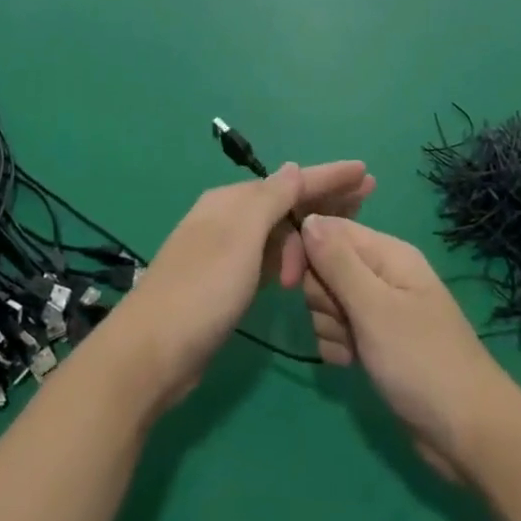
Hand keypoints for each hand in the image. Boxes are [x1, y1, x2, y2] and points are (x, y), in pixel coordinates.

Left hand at [102, 161, 373, 414]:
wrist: (153, 352)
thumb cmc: (203, 289)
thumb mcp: (240, 237)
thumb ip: (270, 200)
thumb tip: (294, 167)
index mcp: (230, 201)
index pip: (289, 181)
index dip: (328, 176)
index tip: (365, 171)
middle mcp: (228, 219)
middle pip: (285, 201)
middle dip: (325, 198)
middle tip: (368, 196)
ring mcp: (226, 252)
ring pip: (279, 230)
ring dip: (311, 228)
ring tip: (349, 229)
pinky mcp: (227, 284)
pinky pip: (270, 257)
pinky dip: (292, 255)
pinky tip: (310, 260)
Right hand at [298, 216, 520, 480]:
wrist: (469, 434)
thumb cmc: (421, 361)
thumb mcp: (374, 307)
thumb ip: (338, 262)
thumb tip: (308, 218)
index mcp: (387, 253)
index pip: (329, 229)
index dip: (304, 250)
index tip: (288, 281)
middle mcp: (382, 274)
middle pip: (324, 265)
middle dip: (321, 296)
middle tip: (343, 320)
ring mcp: (379, 309)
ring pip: (327, 301)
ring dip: (328, 325)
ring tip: (353, 348)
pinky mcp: (375, 342)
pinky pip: (337, 330)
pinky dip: (337, 347)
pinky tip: (351, 365)